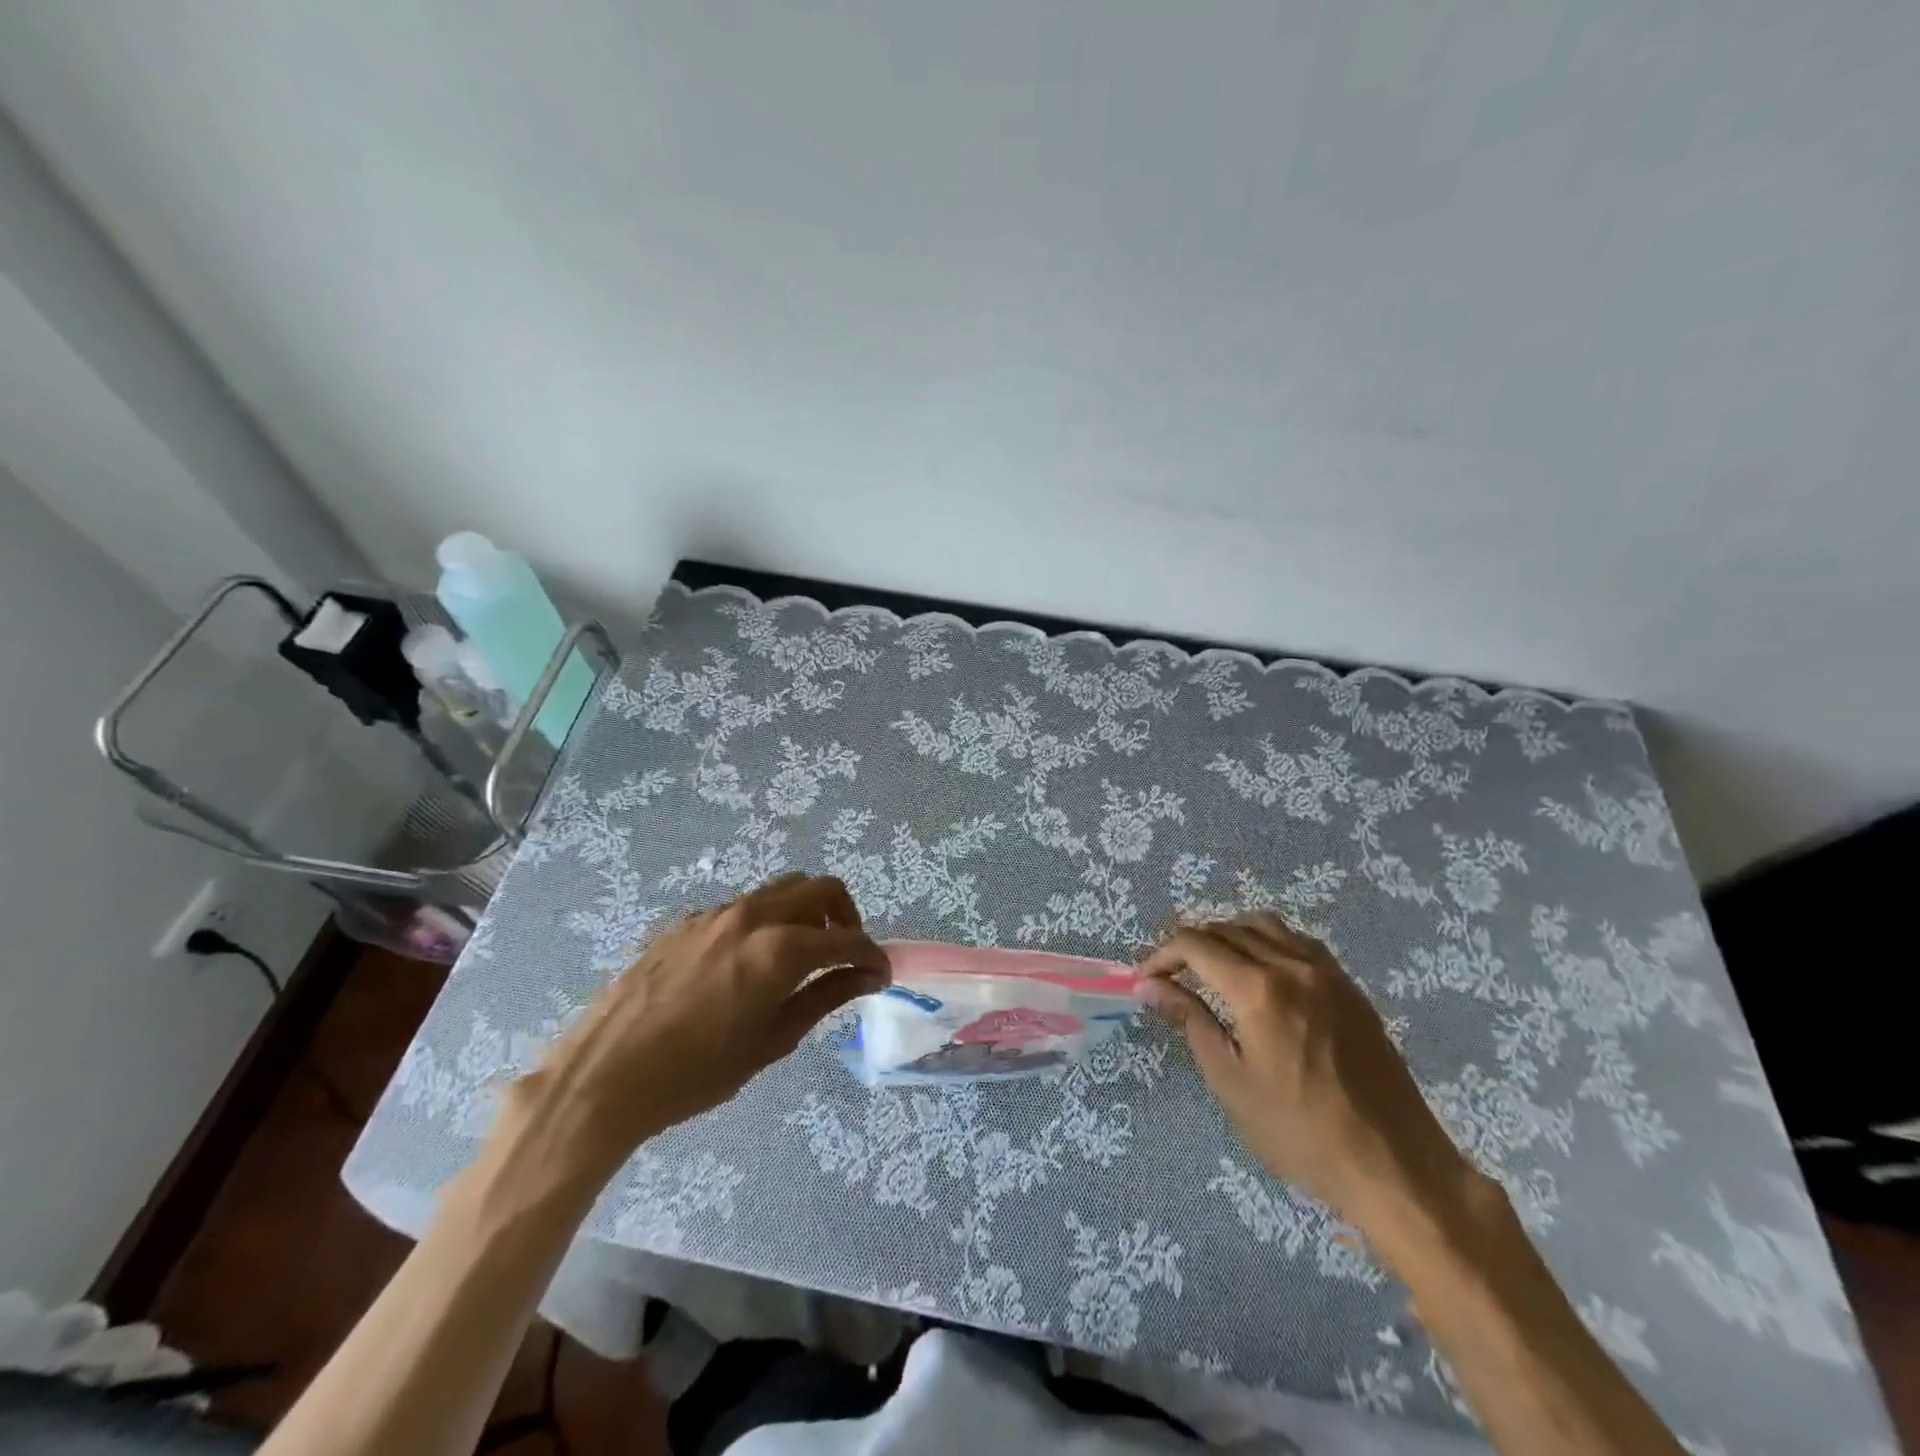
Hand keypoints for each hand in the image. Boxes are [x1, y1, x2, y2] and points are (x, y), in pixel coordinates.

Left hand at [500, 874, 890, 1186]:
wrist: (603, 1074)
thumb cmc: (695, 1073)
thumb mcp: (771, 1041)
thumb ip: (824, 998)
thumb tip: (867, 976)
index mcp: (780, 949)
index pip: (848, 939)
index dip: (873, 956)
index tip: (880, 975)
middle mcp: (753, 915)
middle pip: (820, 889)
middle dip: (846, 917)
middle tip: (845, 956)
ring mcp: (718, 912)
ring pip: (782, 889)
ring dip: (806, 913)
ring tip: (801, 956)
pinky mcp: (689, 920)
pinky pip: (745, 905)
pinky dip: (768, 920)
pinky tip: (750, 964)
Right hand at [1140, 914, 1479, 1232]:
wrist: (1393, 1164)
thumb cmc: (1299, 1132)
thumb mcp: (1230, 1081)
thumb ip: (1190, 1021)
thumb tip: (1152, 986)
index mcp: (1258, 989)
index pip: (1195, 944)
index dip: (1162, 955)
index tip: (1147, 979)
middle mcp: (1291, 965)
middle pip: (1226, 928)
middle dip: (1191, 945)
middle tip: (1172, 977)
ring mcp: (1326, 971)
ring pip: (1264, 926)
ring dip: (1229, 936)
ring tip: (1213, 968)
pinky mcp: (1349, 986)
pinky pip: (1298, 941)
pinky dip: (1267, 942)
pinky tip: (1261, 973)